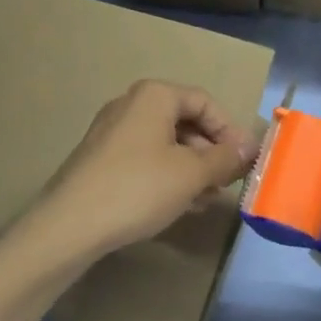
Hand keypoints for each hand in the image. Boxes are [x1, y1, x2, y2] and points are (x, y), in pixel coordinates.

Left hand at [18, 80, 257, 269]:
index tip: (244, 163)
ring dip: (191, 168)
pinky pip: (145, 157)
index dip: (230, 132)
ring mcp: (112, 131)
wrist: (70, 224)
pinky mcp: (100, 157)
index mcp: (154, 96)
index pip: (205, 103)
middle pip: (185, 121)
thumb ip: (225, 158)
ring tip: (204, 200)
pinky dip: (166, 175)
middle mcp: (131, 104)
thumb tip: (250, 147)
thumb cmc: (138, 188)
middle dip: (210, 152)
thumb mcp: (191, 174)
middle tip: (225, 184)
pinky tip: (177, 204)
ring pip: (165, 142)